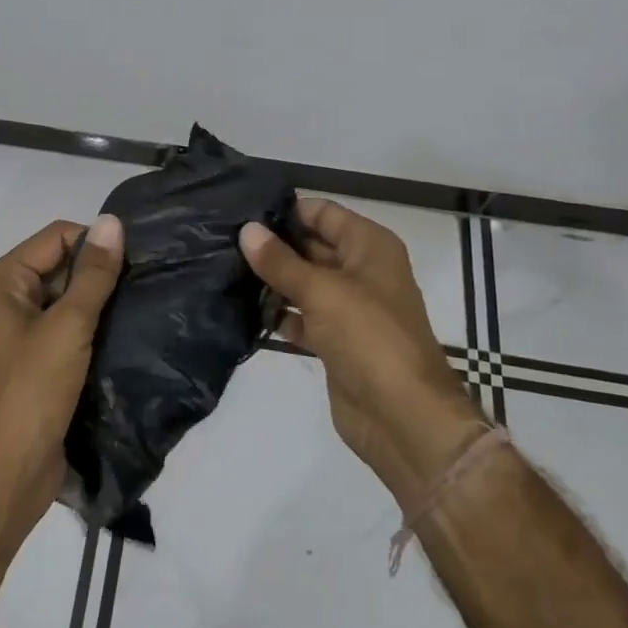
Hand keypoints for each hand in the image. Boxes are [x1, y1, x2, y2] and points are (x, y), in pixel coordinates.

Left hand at [0, 215, 124, 532]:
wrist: (5, 477)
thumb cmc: (31, 391)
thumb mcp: (69, 325)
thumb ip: (94, 273)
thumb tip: (113, 220)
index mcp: (4, 281)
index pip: (58, 236)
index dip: (95, 242)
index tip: (136, 259)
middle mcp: (9, 300)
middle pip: (62, 265)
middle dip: (100, 272)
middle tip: (145, 282)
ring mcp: (22, 333)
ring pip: (69, 299)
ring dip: (101, 302)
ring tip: (142, 305)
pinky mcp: (37, 363)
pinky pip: (69, 330)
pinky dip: (94, 328)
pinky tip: (127, 333)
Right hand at [240, 199, 485, 507]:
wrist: (403, 417)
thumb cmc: (368, 336)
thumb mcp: (322, 291)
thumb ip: (280, 261)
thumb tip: (247, 230)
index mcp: (370, 246)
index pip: (324, 213)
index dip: (287, 210)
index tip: (242, 211)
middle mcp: (362, 270)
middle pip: (313, 246)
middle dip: (274, 244)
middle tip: (225, 240)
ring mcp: (350, 308)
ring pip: (305, 283)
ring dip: (273, 280)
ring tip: (225, 269)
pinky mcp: (337, 341)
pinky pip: (303, 316)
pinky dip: (280, 314)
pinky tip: (245, 309)